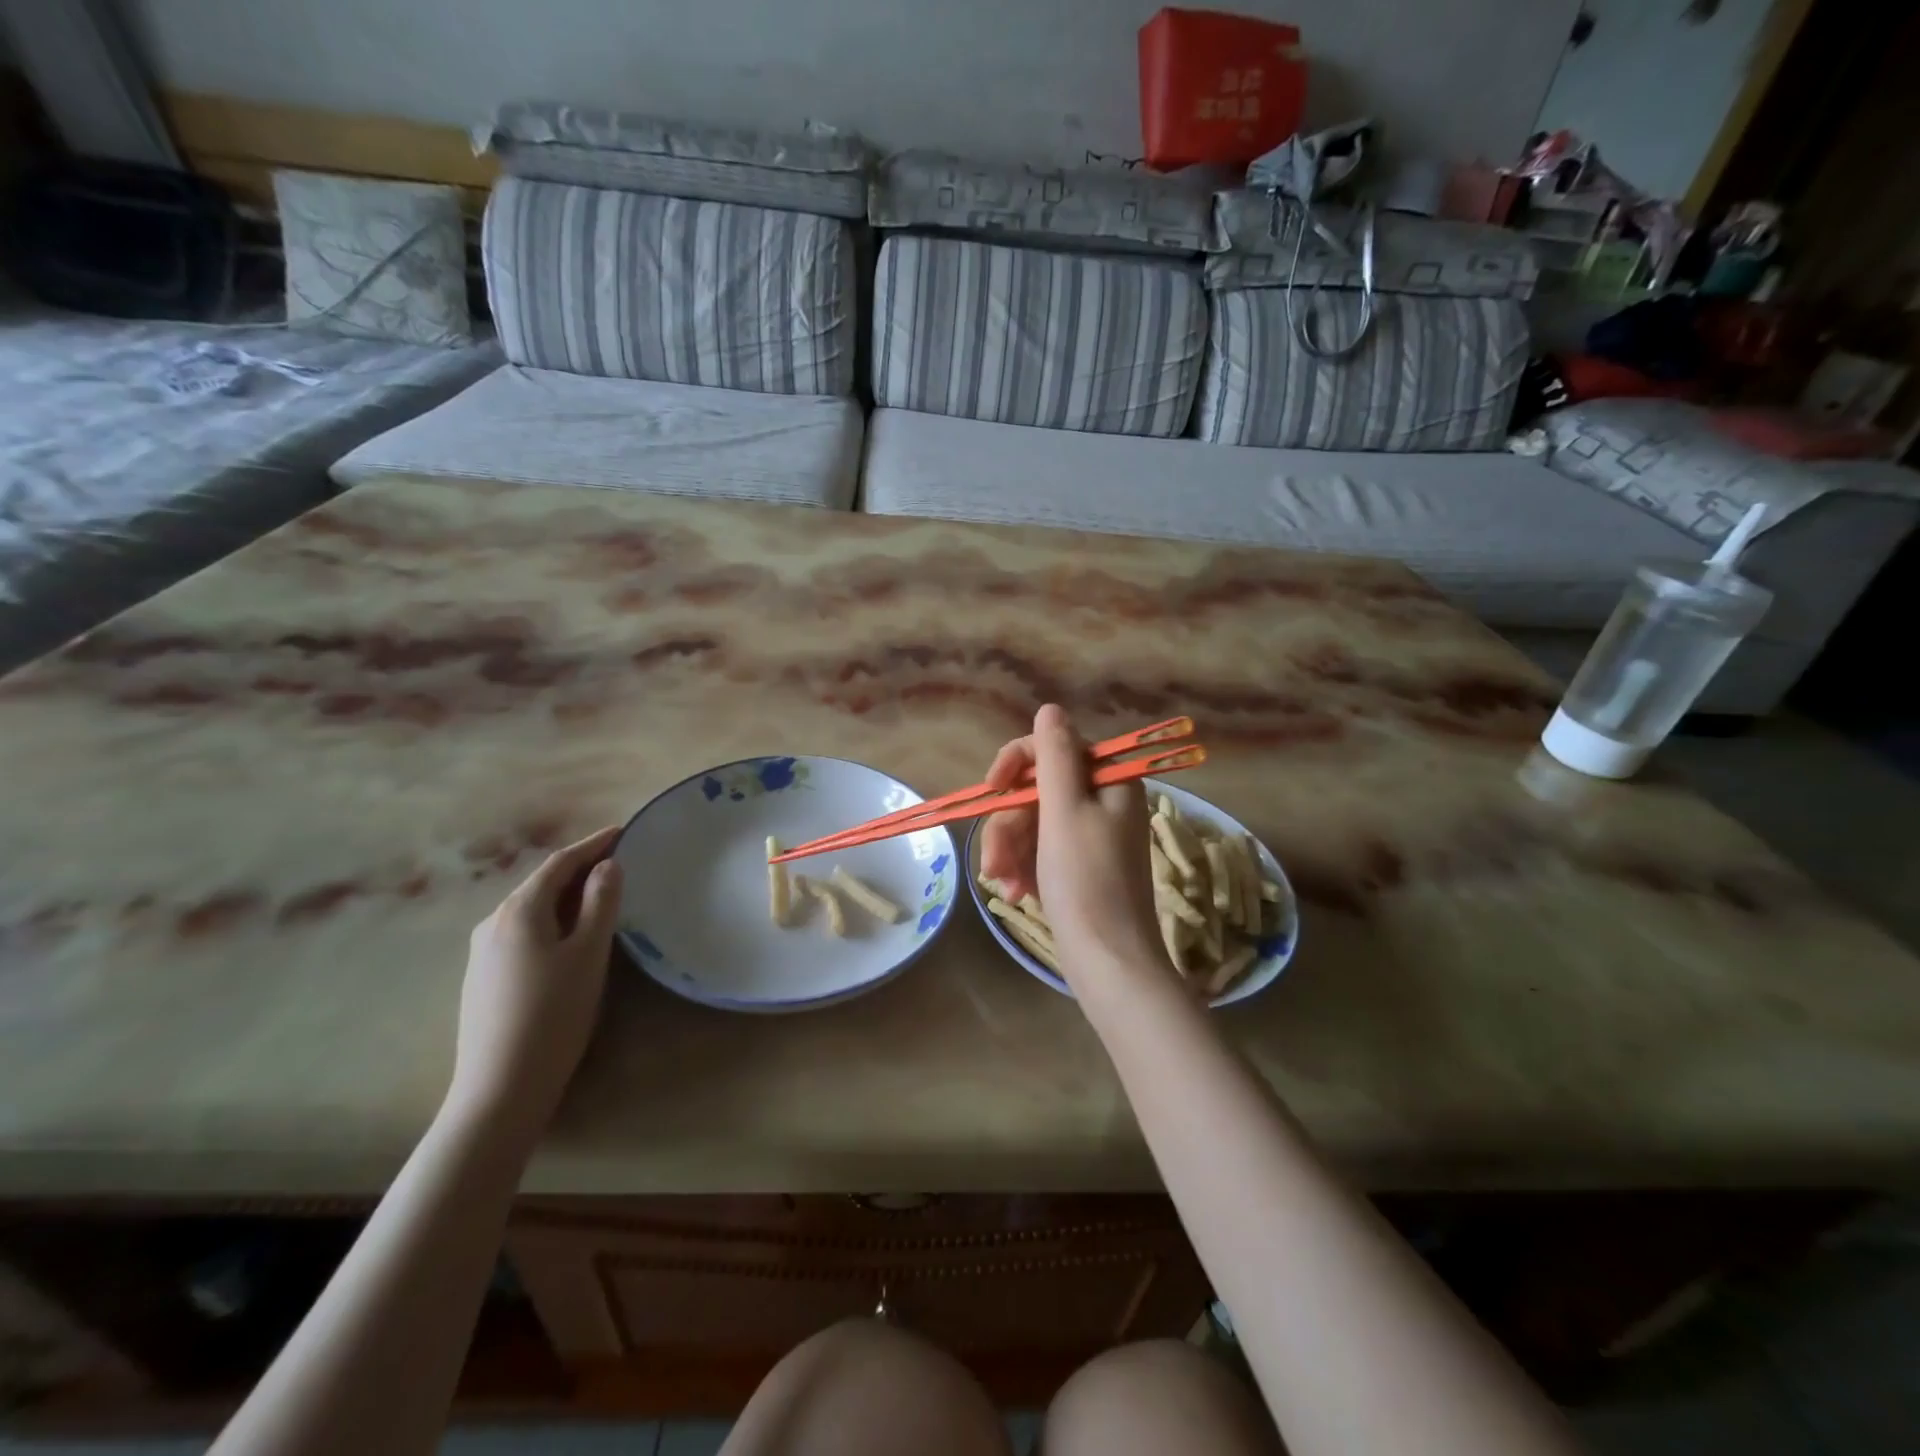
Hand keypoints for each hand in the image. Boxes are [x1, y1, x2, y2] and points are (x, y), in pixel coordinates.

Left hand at [446, 824, 623, 1145]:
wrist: (500, 1088)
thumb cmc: (554, 1013)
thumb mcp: (589, 953)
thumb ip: (601, 903)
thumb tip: (608, 866)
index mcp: (519, 911)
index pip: (560, 863)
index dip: (592, 844)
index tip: (622, 831)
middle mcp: (493, 923)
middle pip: (541, 884)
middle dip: (579, 868)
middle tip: (617, 862)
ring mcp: (482, 954)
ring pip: (531, 910)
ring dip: (565, 896)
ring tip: (599, 896)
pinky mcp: (483, 979)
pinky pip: (523, 932)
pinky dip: (551, 920)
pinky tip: (568, 937)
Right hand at [980, 705, 1162, 983]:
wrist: (1109, 963)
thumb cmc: (1087, 882)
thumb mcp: (1065, 811)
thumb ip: (1055, 756)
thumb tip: (1050, 709)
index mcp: (1111, 781)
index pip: (1054, 747)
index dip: (1017, 763)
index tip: (992, 789)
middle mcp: (1105, 801)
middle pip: (1040, 790)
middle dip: (1010, 824)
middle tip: (994, 862)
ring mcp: (1093, 835)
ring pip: (1036, 822)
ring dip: (1012, 850)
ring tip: (1004, 885)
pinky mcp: (1082, 865)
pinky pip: (1043, 849)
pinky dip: (1026, 867)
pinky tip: (1017, 893)